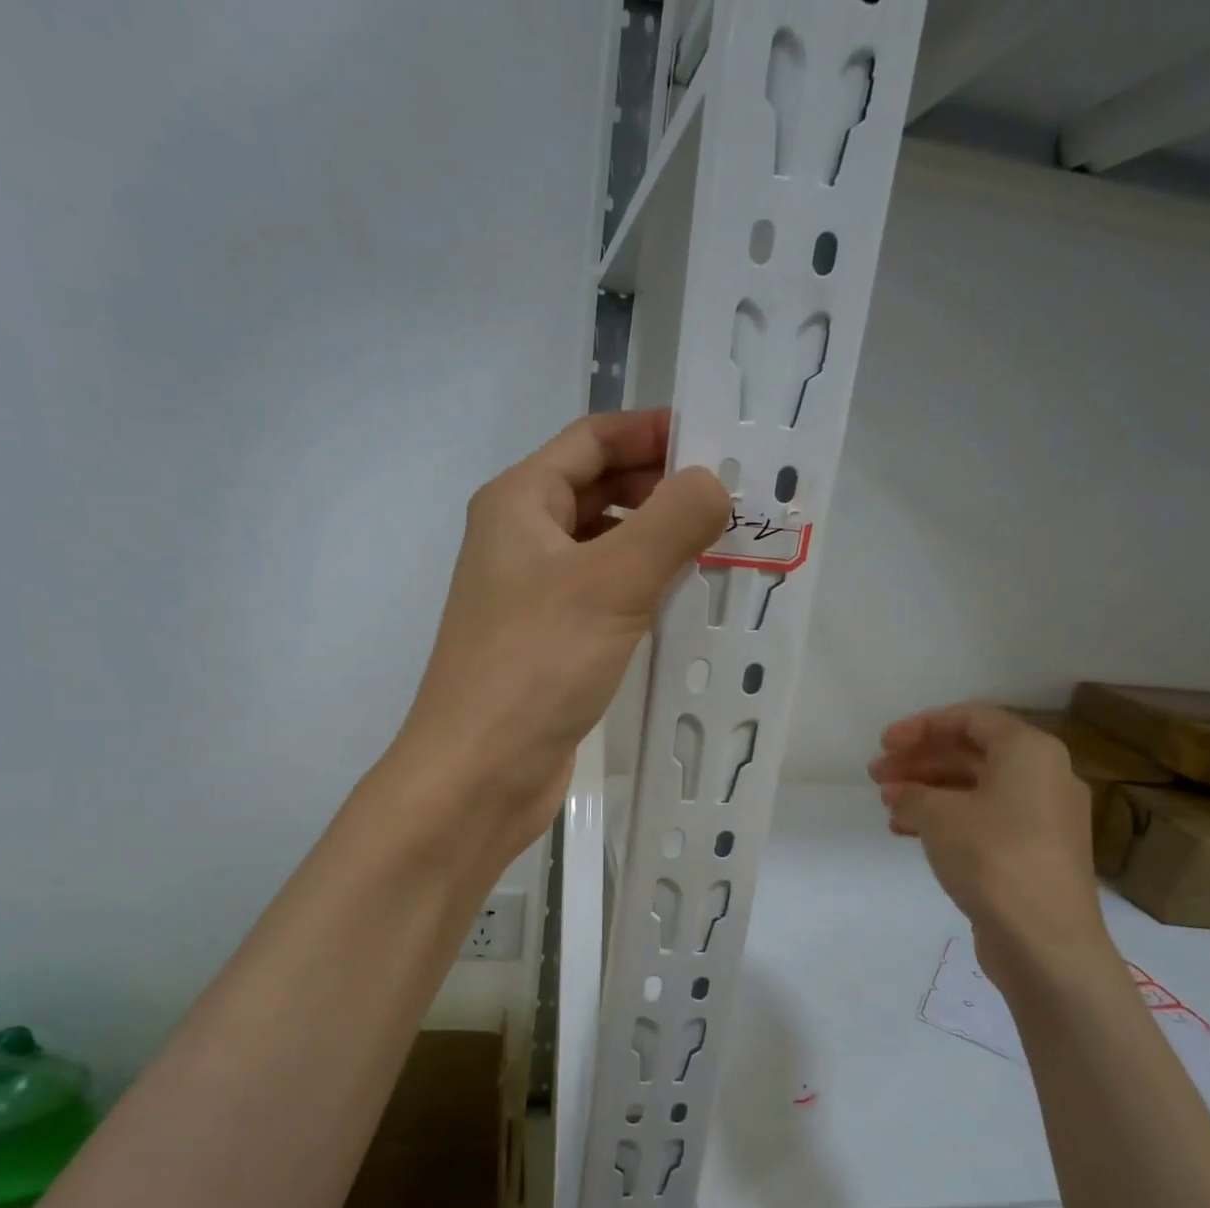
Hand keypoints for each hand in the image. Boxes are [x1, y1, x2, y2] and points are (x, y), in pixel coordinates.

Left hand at [394, 409, 728, 858]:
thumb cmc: (535, 665)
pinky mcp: (549, 644)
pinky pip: (603, 597)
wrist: (477, 774)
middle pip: (597, 490)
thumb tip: (713, 483)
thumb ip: (670, 523)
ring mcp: (532, 596)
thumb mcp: (611, 583)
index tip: (717, 443)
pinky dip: (642, 590)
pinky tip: (684, 606)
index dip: (652, 431)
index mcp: (518, 503)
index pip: (592, 439)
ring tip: (721, 550)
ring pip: (604, 547)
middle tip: (731, 503)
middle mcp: (520, 541)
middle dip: (661, 489)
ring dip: (656, 543)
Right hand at [868, 703, 1120, 994]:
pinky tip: (907, 832)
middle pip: (971, 752)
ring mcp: (1042, 817)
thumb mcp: (939, 816)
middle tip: (876, 775)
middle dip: (919, 760)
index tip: (884, 743)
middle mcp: (1043, 776)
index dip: (921, 725)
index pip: (970, 718)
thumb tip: (900, 793)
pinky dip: (945, 819)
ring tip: (887, 805)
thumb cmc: (993, 858)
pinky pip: (983, 818)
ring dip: (927, 790)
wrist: (1045, 941)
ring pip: (975, 788)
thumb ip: (912, 793)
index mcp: (1029, 752)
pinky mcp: (1033, 851)